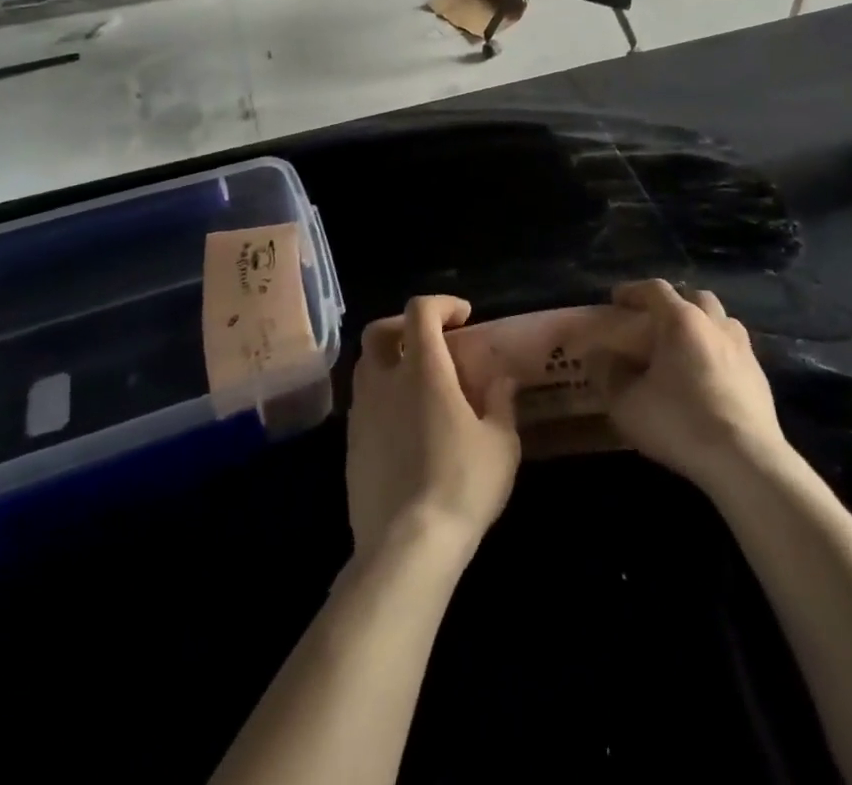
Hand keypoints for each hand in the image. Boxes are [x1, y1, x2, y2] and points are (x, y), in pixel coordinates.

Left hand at [347, 295, 519, 563]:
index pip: (420, 311)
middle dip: (404, 325)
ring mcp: (361, 414)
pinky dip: (382, 398)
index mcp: (423, 369)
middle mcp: (384, 381)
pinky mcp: (350, 446)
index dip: (442, 304)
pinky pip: (363, 404)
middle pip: (378, 331)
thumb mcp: (501, 444)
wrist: (406, 548)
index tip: (463, 318)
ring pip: (365, 367)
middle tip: (432, 341)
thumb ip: (501, 402)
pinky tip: (405, 426)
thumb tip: (500, 379)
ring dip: (390, 362)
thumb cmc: (462, 485)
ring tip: (418, 384)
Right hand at [605, 280, 787, 488]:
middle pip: (695, 298)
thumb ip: (607, 375)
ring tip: (684, 347)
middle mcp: (715, 325)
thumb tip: (599, 357)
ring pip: (721, 321)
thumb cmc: (680, 423)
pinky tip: (708, 378)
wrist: (746, 461)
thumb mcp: (627, 404)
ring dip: (701, 325)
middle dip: (674, 303)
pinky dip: (718, 352)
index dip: (633, 291)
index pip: (655, 289)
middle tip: (655, 322)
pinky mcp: (760, 377)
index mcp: (682, 321)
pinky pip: (735, 350)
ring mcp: (743, 349)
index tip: (616, 299)